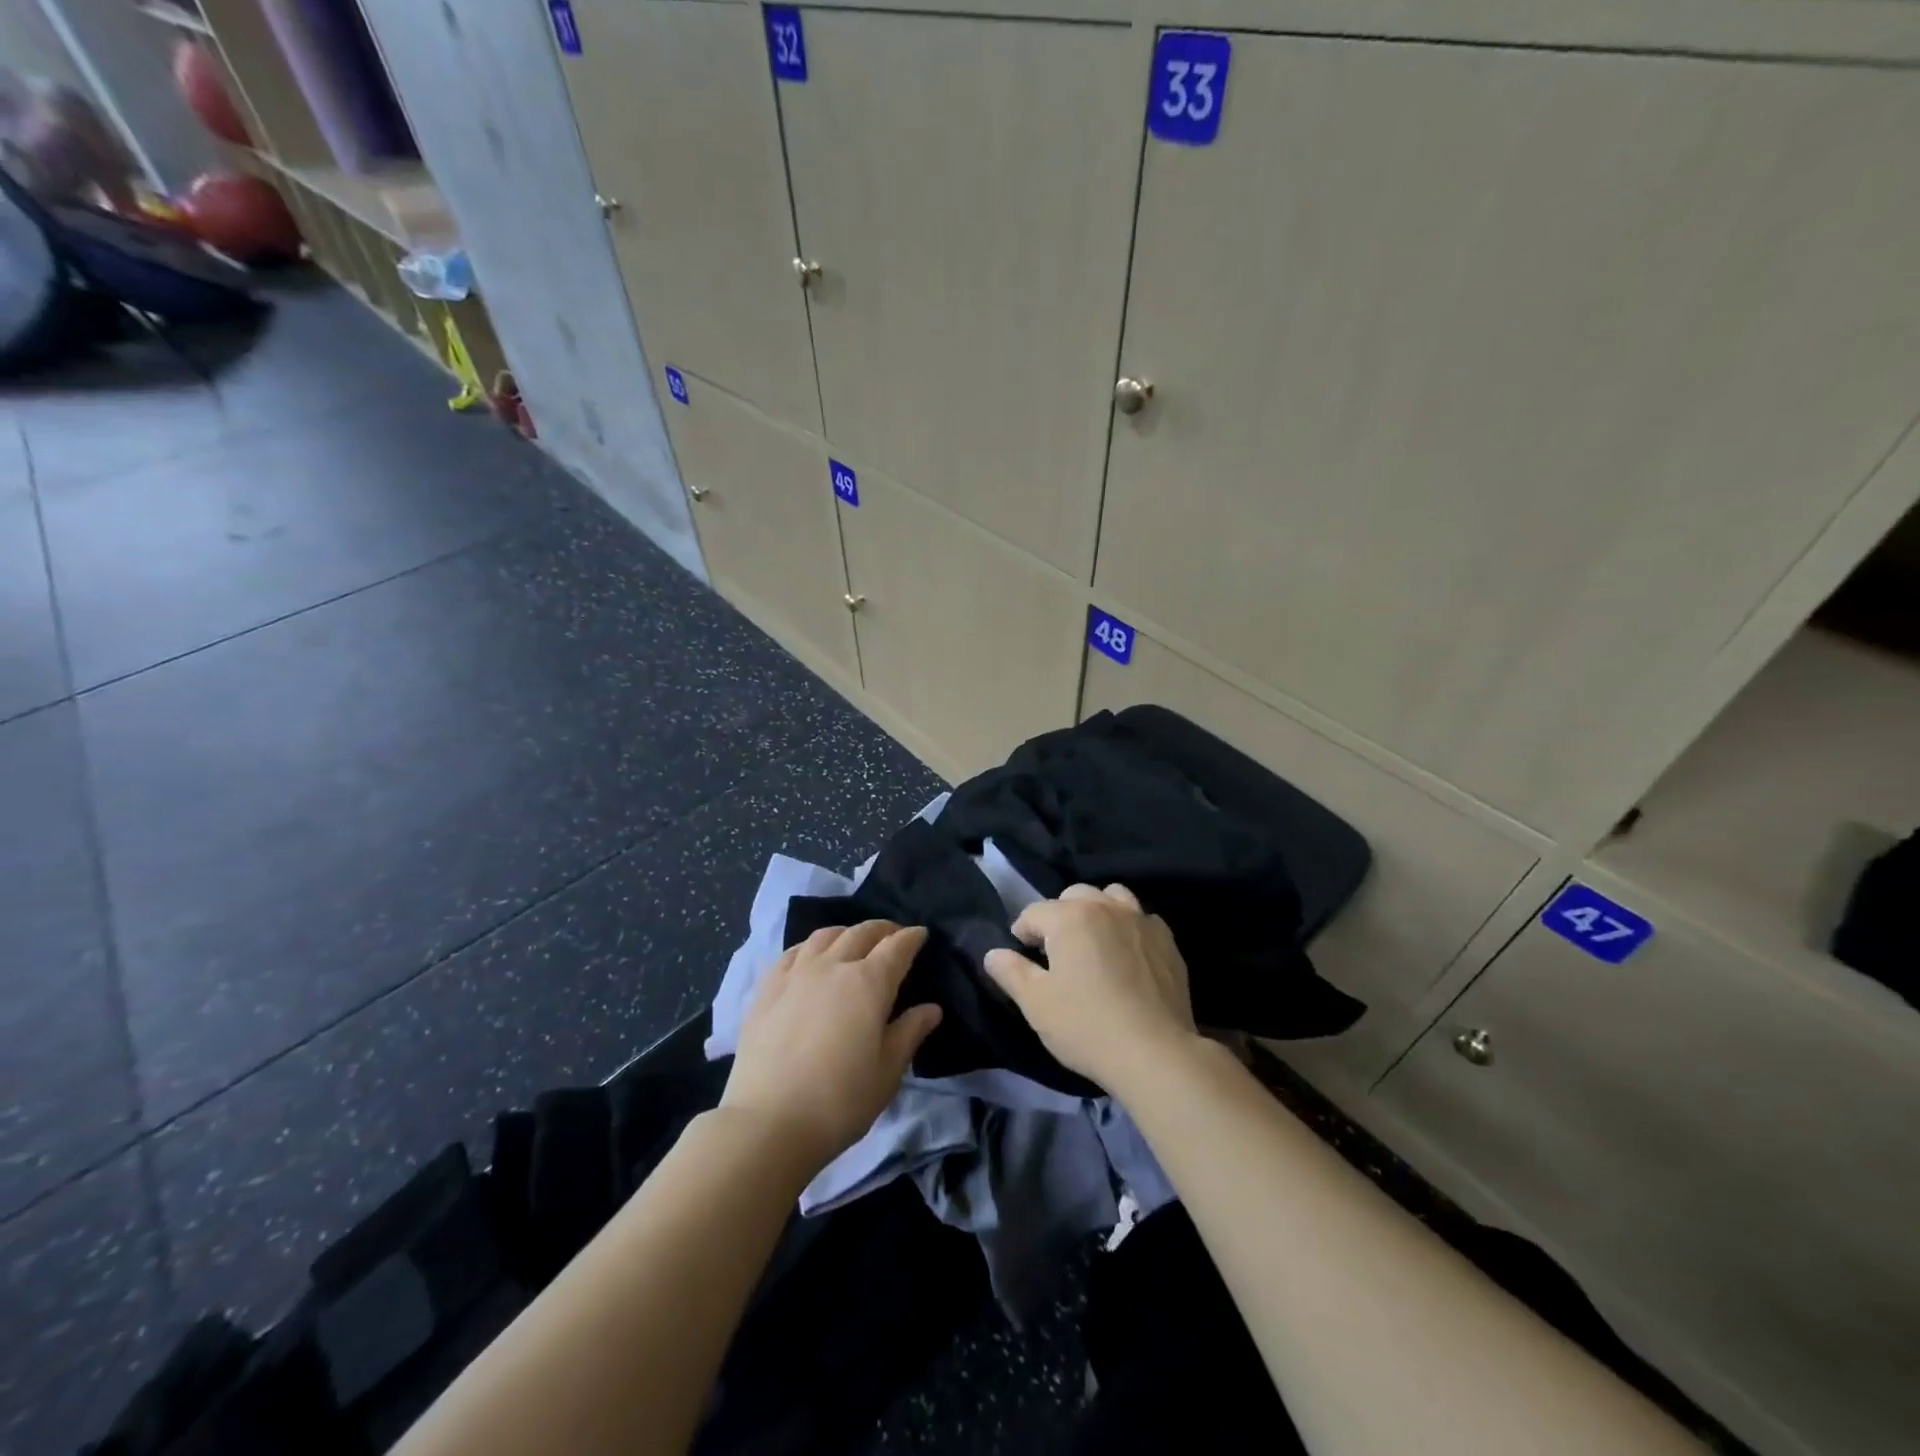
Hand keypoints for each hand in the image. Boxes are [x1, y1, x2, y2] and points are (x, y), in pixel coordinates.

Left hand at [721, 920, 941, 1173]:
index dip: (911, 937)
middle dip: (882, 929)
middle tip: (892, 935)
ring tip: (853, 941)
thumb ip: (910, 1032)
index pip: (896, 947)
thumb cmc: (840, 1101)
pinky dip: (809, 946)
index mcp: (869, 983)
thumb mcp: (887, 1072)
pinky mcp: (767, 989)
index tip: (920, 934)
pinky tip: (810, 957)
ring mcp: (796, 974)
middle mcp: (833, 966)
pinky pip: (792, 953)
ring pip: (824, 936)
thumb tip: (931, 1009)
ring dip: (846, 932)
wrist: (769, 1122)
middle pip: (861, 933)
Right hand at [984, 884, 1199, 1097]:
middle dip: (1059, 916)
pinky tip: (1127, 954)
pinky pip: (1142, 919)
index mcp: (1069, 917)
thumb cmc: (1086, 1026)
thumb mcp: (1036, 1004)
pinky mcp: (1167, 941)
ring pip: (1112, 896)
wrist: (1154, 1053)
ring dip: (1097, 910)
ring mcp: (1140, 921)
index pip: (1034, 913)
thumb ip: (1011, 972)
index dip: (1022, 933)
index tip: (1022, 957)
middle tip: (1057, 951)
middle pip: (1073, 896)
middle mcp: (1105, 907)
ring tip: (1094, 942)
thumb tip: (993, 953)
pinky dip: (1129, 927)